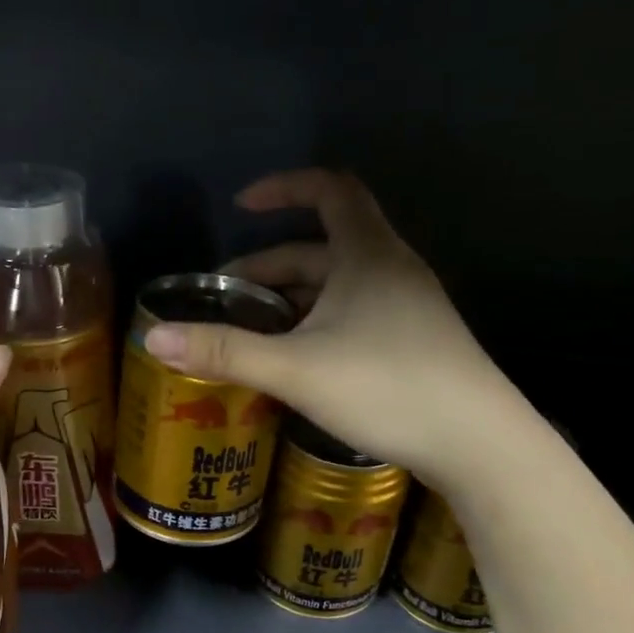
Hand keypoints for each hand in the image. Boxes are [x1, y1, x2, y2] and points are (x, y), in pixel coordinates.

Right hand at [142, 170, 499, 484]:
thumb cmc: (388, 388)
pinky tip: (299, 362)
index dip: (283, 188)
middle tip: (226, 296)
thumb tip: (153, 337)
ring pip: (339, 286)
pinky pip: (356, 315)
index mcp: (368, 254)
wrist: (480, 444)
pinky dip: (318, 324)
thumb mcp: (296, 369)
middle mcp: (392, 269)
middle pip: (323, 247)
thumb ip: (225, 352)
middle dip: (270, 266)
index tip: (241, 206)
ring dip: (293, 300)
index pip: (329, 190)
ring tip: (253, 333)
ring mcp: (409, 307)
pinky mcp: (415, 342)